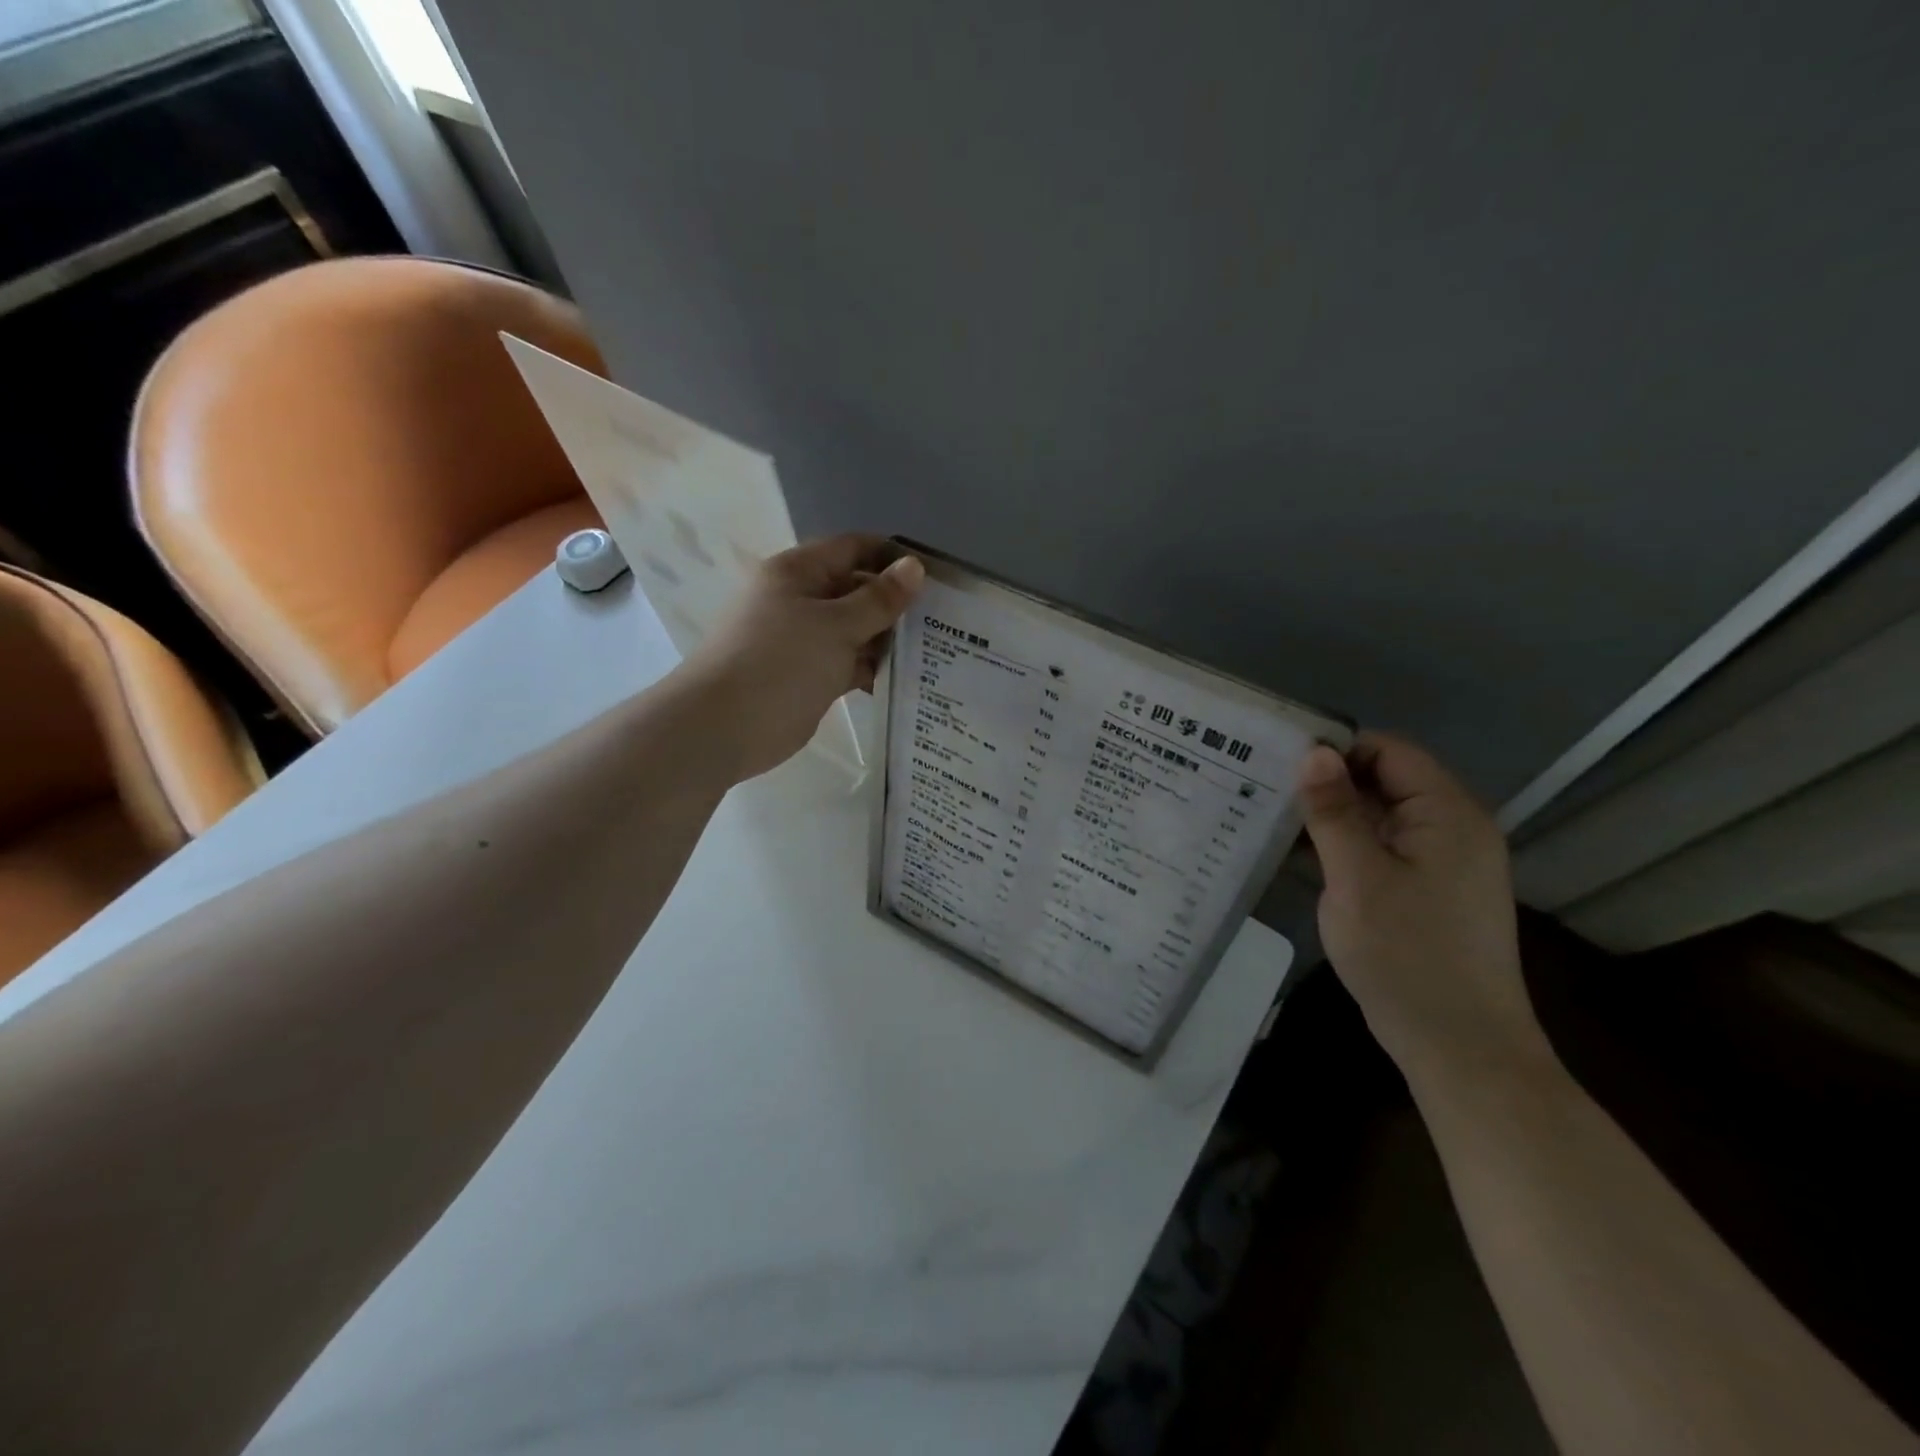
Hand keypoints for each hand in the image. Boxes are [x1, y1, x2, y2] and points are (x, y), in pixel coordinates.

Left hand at [679, 534, 924, 781]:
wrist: (723, 727)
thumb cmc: (779, 664)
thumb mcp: (835, 625)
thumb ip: (878, 599)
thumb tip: (915, 567)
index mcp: (798, 572)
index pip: (853, 549)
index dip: (893, 558)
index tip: (934, 578)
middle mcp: (800, 599)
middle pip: (856, 590)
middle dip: (895, 604)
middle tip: (944, 621)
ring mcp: (803, 640)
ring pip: (855, 630)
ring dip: (887, 640)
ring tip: (934, 652)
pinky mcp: (808, 675)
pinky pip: (848, 662)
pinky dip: (872, 668)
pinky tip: (906, 681)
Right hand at [1295, 733, 1548, 1087]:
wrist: (1460, 1048)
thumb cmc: (1407, 956)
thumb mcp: (1357, 878)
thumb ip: (1333, 812)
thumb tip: (1313, 752)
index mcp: (1447, 814)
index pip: (1389, 751)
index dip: (1335, 749)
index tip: (1278, 762)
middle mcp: (1452, 828)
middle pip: (1384, 781)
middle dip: (1327, 783)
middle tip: (1263, 789)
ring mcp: (1442, 862)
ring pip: (1379, 816)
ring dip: (1331, 817)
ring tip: (1269, 818)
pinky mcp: (1428, 891)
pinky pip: (1382, 849)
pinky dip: (1344, 846)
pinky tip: (1298, 856)